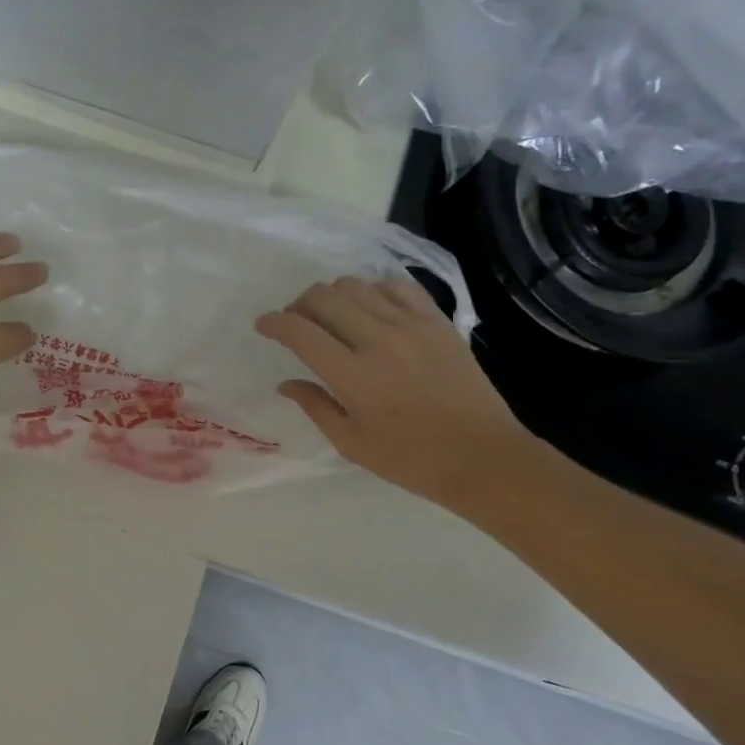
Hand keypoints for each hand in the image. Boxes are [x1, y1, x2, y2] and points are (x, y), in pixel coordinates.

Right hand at [256, 276, 532, 509]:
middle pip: (324, 297)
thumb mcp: (351, 442)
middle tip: (296, 323)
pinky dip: (374, 290)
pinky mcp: (437, 321)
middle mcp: (377, 339)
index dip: (274, 323)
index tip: (263, 326)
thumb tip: (286, 383)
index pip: (300, 331)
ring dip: (333, 295)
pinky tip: (371, 309)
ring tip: (332, 316)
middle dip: (299, 305)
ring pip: (357, 285)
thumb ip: (315, 406)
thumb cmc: (410, 459)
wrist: (481, 456)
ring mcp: (411, 325)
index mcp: (352, 375)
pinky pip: (397, 286)